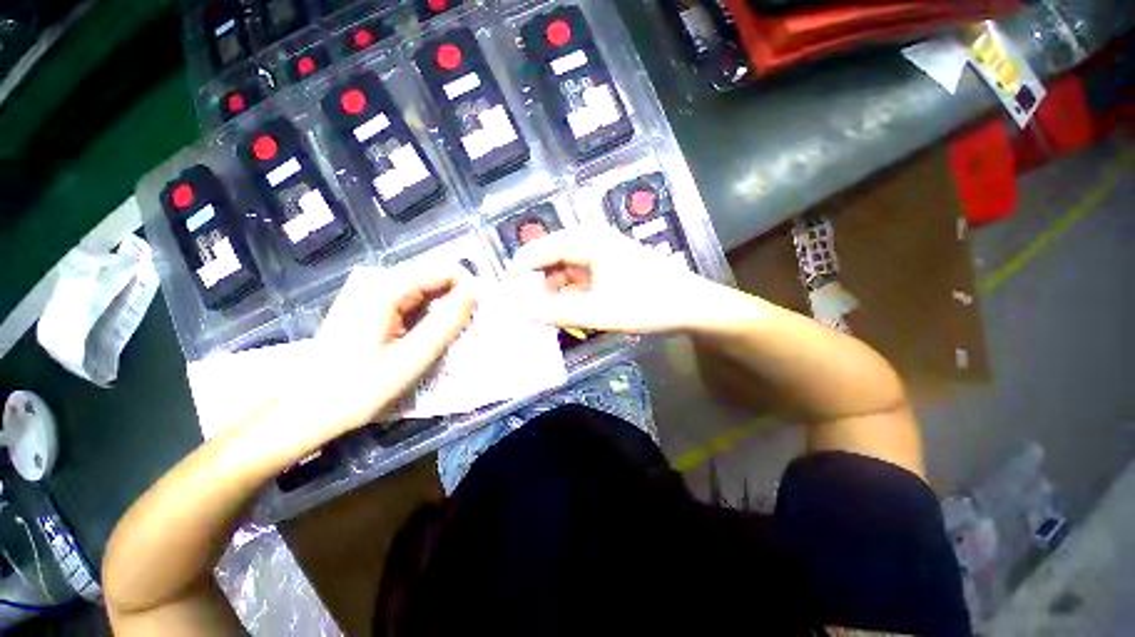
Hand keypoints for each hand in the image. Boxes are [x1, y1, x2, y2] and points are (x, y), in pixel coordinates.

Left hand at [293, 263, 478, 434]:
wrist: (306, 408)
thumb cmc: (358, 388)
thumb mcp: (412, 357)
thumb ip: (448, 321)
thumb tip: (479, 291)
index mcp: (386, 287)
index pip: (445, 269)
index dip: (469, 289)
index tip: (479, 316)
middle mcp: (378, 279)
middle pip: (435, 276)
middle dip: (458, 300)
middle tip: (465, 332)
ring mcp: (372, 289)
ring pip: (427, 288)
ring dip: (444, 309)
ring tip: (447, 338)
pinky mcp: (371, 302)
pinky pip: (413, 298)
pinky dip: (429, 314)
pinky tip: (426, 336)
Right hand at [510, 224, 722, 333]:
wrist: (692, 307)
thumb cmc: (649, 305)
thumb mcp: (598, 312)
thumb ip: (556, 313)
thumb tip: (519, 313)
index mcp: (586, 241)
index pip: (537, 252)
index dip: (519, 276)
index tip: (508, 302)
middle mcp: (590, 240)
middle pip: (548, 260)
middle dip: (535, 286)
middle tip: (525, 314)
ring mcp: (600, 254)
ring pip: (562, 271)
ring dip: (552, 293)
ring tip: (545, 318)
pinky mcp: (607, 267)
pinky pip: (577, 278)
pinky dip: (568, 295)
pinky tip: (567, 313)